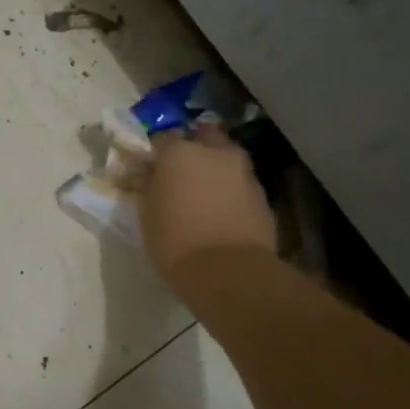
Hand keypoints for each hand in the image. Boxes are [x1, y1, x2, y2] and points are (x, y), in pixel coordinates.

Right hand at [141, 126, 277, 293]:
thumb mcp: (146, 213)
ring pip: (225, 158)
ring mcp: (243, 171)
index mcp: (179, 151)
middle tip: (180, 173)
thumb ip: (148, 185)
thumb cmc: (175, 241)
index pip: (161, 138)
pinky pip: (239, 182)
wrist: (230, 272)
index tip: (149, 169)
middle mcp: (214, 151)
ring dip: (214, 168)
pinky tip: (221, 210)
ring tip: (203, 194)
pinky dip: (230, 189)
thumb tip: (150, 175)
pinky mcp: (262, 194)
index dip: (154, 153)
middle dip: (192, 148)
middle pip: (202, 136)